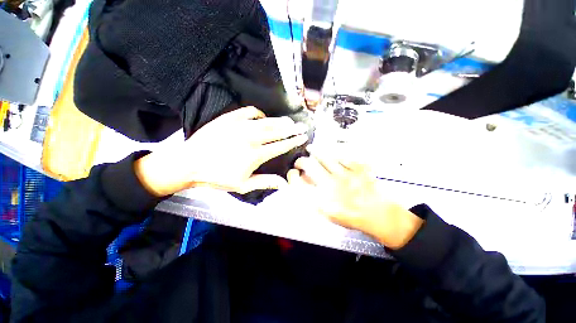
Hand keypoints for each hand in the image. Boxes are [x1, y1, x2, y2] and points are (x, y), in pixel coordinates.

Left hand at [135, 107, 308, 195]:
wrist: (190, 163)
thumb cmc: (217, 177)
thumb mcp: (243, 185)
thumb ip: (265, 182)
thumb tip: (284, 183)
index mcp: (256, 155)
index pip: (280, 146)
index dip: (293, 141)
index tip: (302, 137)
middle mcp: (251, 138)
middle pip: (277, 131)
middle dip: (291, 129)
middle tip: (301, 126)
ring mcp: (240, 126)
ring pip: (266, 121)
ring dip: (279, 121)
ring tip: (289, 121)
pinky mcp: (229, 119)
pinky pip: (248, 112)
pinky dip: (258, 113)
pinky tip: (262, 117)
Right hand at [288, 144, 422, 249]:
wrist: (378, 214)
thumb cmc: (350, 216)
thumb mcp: (327, 213)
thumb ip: (313, 198)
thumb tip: (304, 181)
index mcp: (322, 200)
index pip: (299, 184)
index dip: (292, 177)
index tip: (293, 174)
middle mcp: (331, 186)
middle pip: (309, 166)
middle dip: (300, 162)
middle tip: (299, 162)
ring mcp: (346, 175)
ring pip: (324, 157)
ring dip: (314, 152)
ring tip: (310, 149)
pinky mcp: (358, 168)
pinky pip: (341, 156)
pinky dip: (333, 154)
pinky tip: (329, 153)